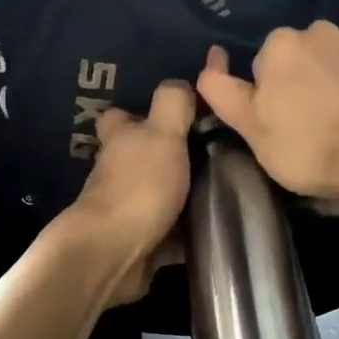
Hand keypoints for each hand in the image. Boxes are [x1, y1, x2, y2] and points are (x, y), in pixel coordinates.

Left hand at [64, 80, 195, 303]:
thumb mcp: (162, 134)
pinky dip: (187, 234)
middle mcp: (118, 173)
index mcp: (120, 140)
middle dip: (168, 156)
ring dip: (181, 195)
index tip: (176, 115)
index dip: (140, 113)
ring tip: (226, 189)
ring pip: (156, 195)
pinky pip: (169, 235)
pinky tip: (217, 229)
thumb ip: (172, 105)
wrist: (112, 254)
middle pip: (141, 157)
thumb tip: (181, 83)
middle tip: (214, 153)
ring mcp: (126, 209)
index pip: (121, 117)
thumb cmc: (138, 187)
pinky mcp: (139, 243)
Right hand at [196, 24, 338, 203]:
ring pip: (327, 69)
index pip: (260, 67)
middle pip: (295, 63)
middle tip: (300, 131)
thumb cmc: (305, 144)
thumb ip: (220, 89)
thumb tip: (213, 57)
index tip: (275, 127)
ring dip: (324, 90)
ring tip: (331, 132)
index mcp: (282, 43)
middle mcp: (320, 33)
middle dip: (294, 88)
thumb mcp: (248, 124)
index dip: (263, 98)